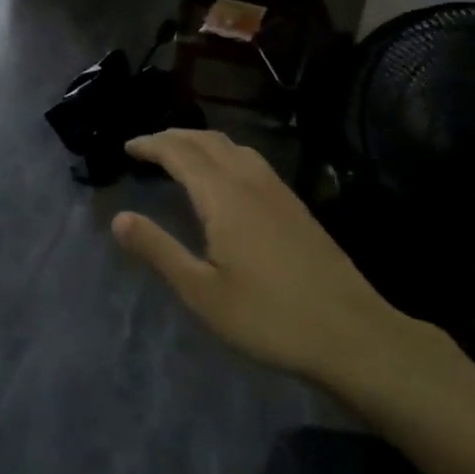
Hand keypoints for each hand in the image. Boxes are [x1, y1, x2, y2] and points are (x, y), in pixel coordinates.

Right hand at [112, 128, 416, 389]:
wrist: (354, 336)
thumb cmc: (270, 317)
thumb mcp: (202, 293)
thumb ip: (159, 250)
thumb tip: (119, 218)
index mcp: (224, 196)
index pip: (179, 153)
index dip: (150, 144)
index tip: (127, 147)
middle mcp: (250, 181)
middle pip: (206, 141)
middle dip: (172, 137)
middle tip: (146, 147)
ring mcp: (278, 191)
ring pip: (233, 147)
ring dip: (200, 142)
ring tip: (180, 154)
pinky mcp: (296, 206)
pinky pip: (250, 160)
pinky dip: (224, 154)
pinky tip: (224, 177)